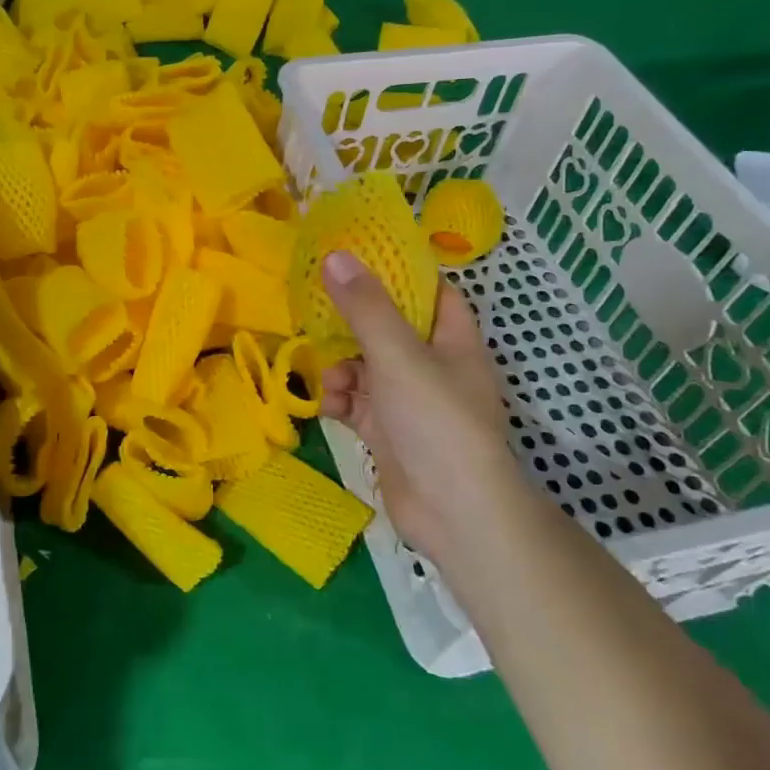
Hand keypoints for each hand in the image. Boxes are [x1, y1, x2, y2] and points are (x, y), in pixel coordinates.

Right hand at [319, 251, 515, 562]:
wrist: (453, 513)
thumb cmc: (436, 421)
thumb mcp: (398, 355)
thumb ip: (365, 306)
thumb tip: (335, 255)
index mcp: (452, 339)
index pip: (429, 291)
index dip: (397, 273)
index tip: (355, 259)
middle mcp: (433, 365)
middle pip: (387, 327)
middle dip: (351, 325)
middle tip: (315, 312)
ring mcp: (409, 400)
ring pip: (365, 366)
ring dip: (340, 368)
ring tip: (330, 382)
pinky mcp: (388, 430)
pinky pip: (356, 401)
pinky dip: (340, 400)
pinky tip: (329, 409)